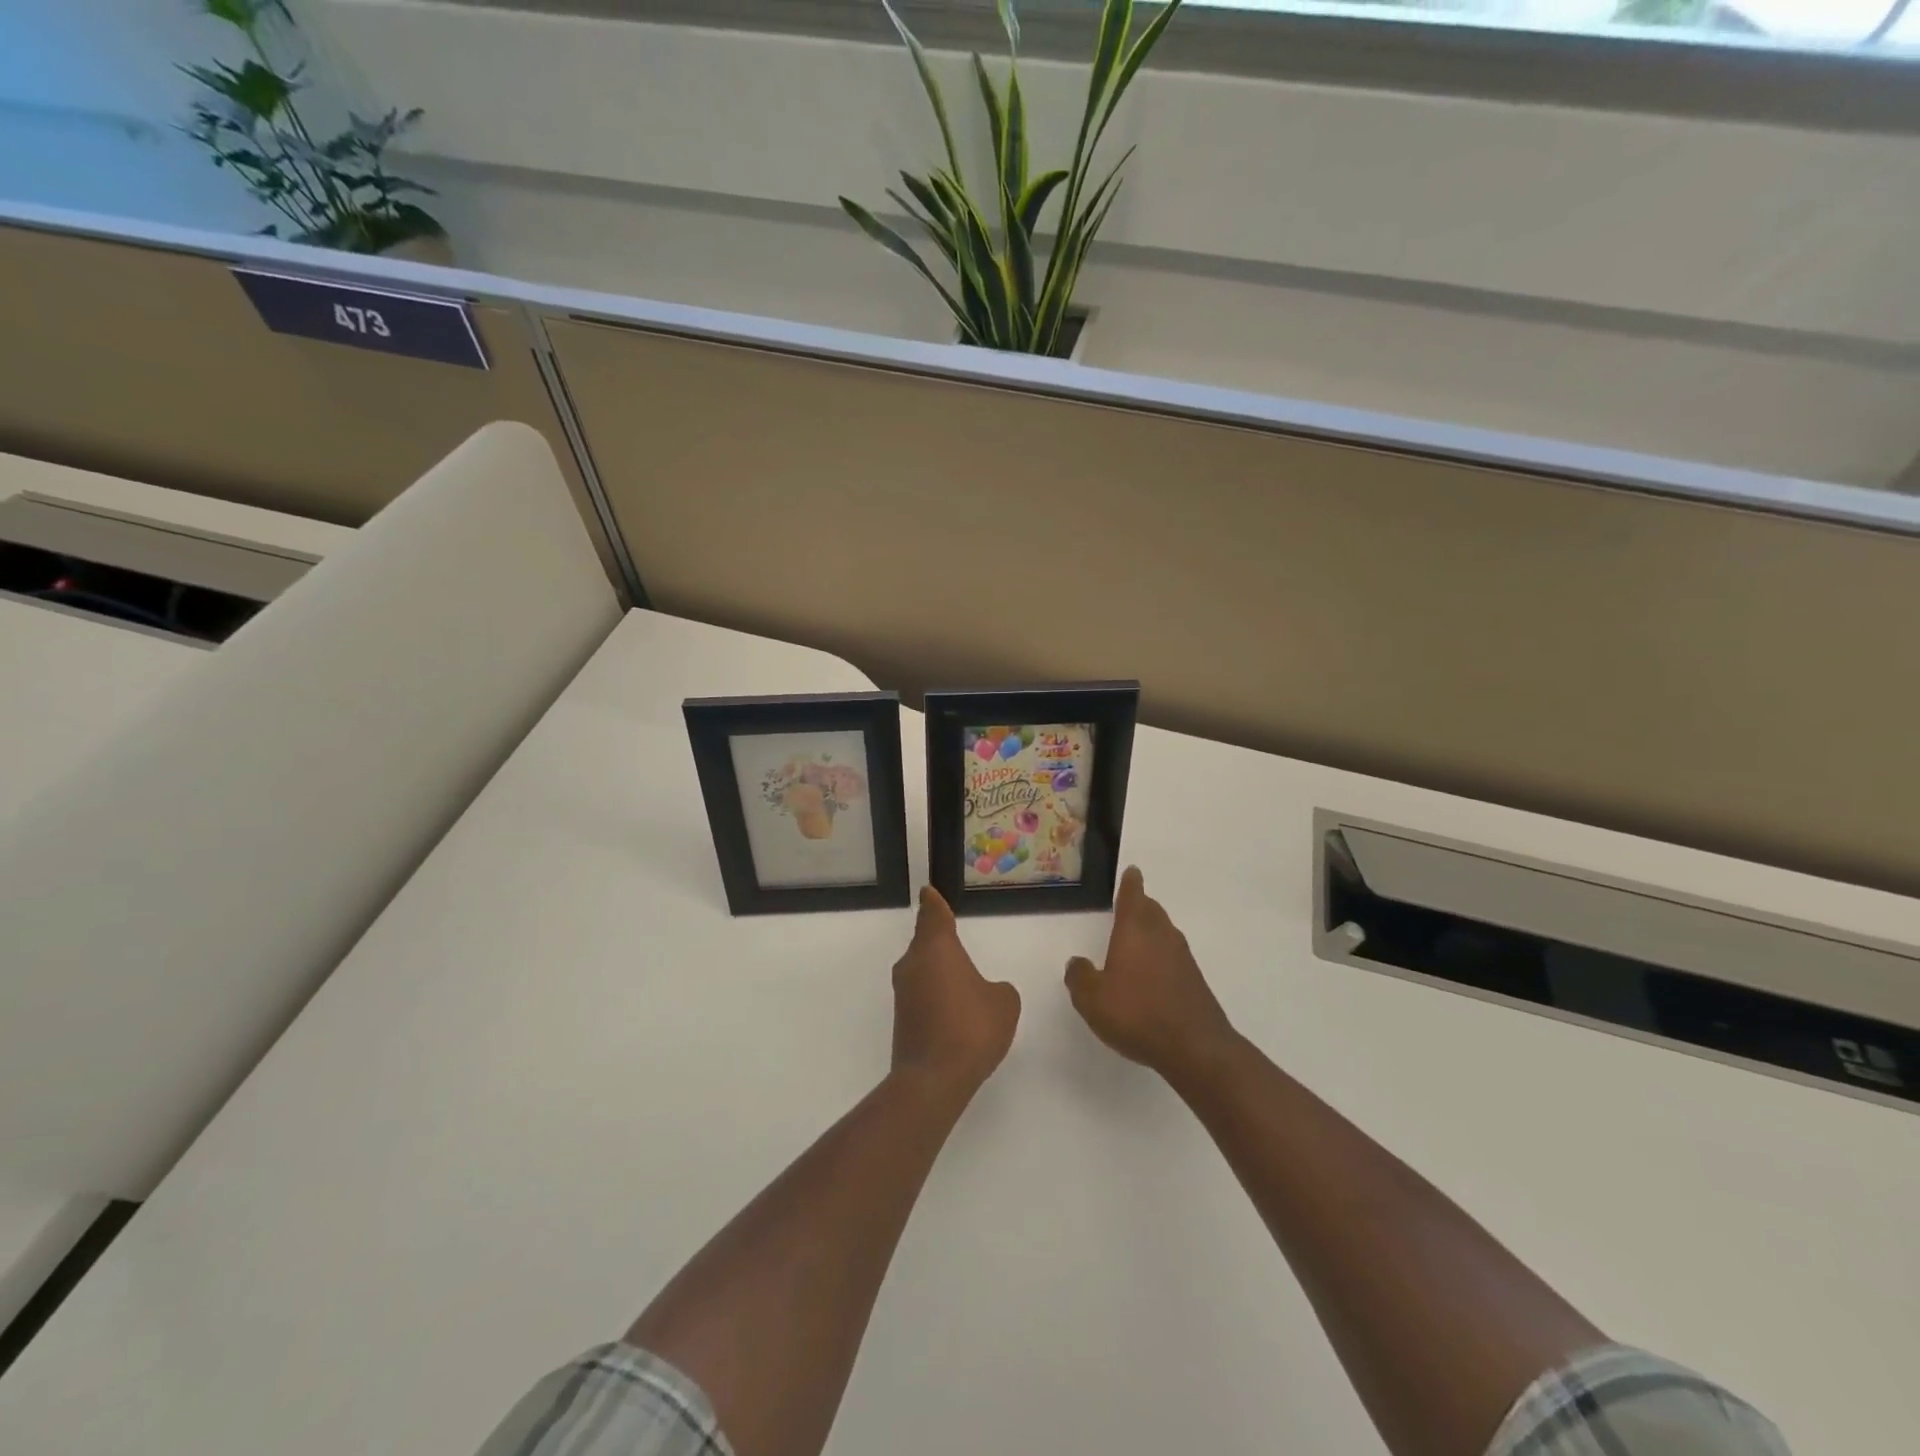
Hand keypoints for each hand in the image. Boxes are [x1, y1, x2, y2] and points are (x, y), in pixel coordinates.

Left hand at [891, 887, 1020, 1096]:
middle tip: (953, 935)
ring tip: (961, 979)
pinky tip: (955, 1012)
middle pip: (925, 942)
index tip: (928, 892)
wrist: (933, 1078)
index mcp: (936, 948)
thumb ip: (998, 989)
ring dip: (938, 971)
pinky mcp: (902, 1019)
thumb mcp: (1003, 1003)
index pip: (933, 914)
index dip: (933, 902)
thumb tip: (986, 992)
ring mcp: (904, 993)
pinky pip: (922, 994)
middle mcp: (913, 964)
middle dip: (939, 940)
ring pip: (922, 969)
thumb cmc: (972, 1028)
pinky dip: (936, 996)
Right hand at [1066, 866, 1237, 1083]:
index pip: (1133, 897)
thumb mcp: (1092, 999)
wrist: (1195, 1047)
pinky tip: (1151, 972)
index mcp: (1135, 931)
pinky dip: (1161, 955)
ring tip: (1137, 935)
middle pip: (1151, 911)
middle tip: (1130, 902)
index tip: (1132, 871)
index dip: (1130, 883)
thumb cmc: (1138, 1014)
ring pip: (1164, 932)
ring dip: (1152, 928)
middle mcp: (1161, 936)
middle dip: (1140, 904)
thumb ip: (1079, 977)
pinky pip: (1173, 956)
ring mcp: (1182, 958)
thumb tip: (1077, 963)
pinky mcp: (1194, 981)